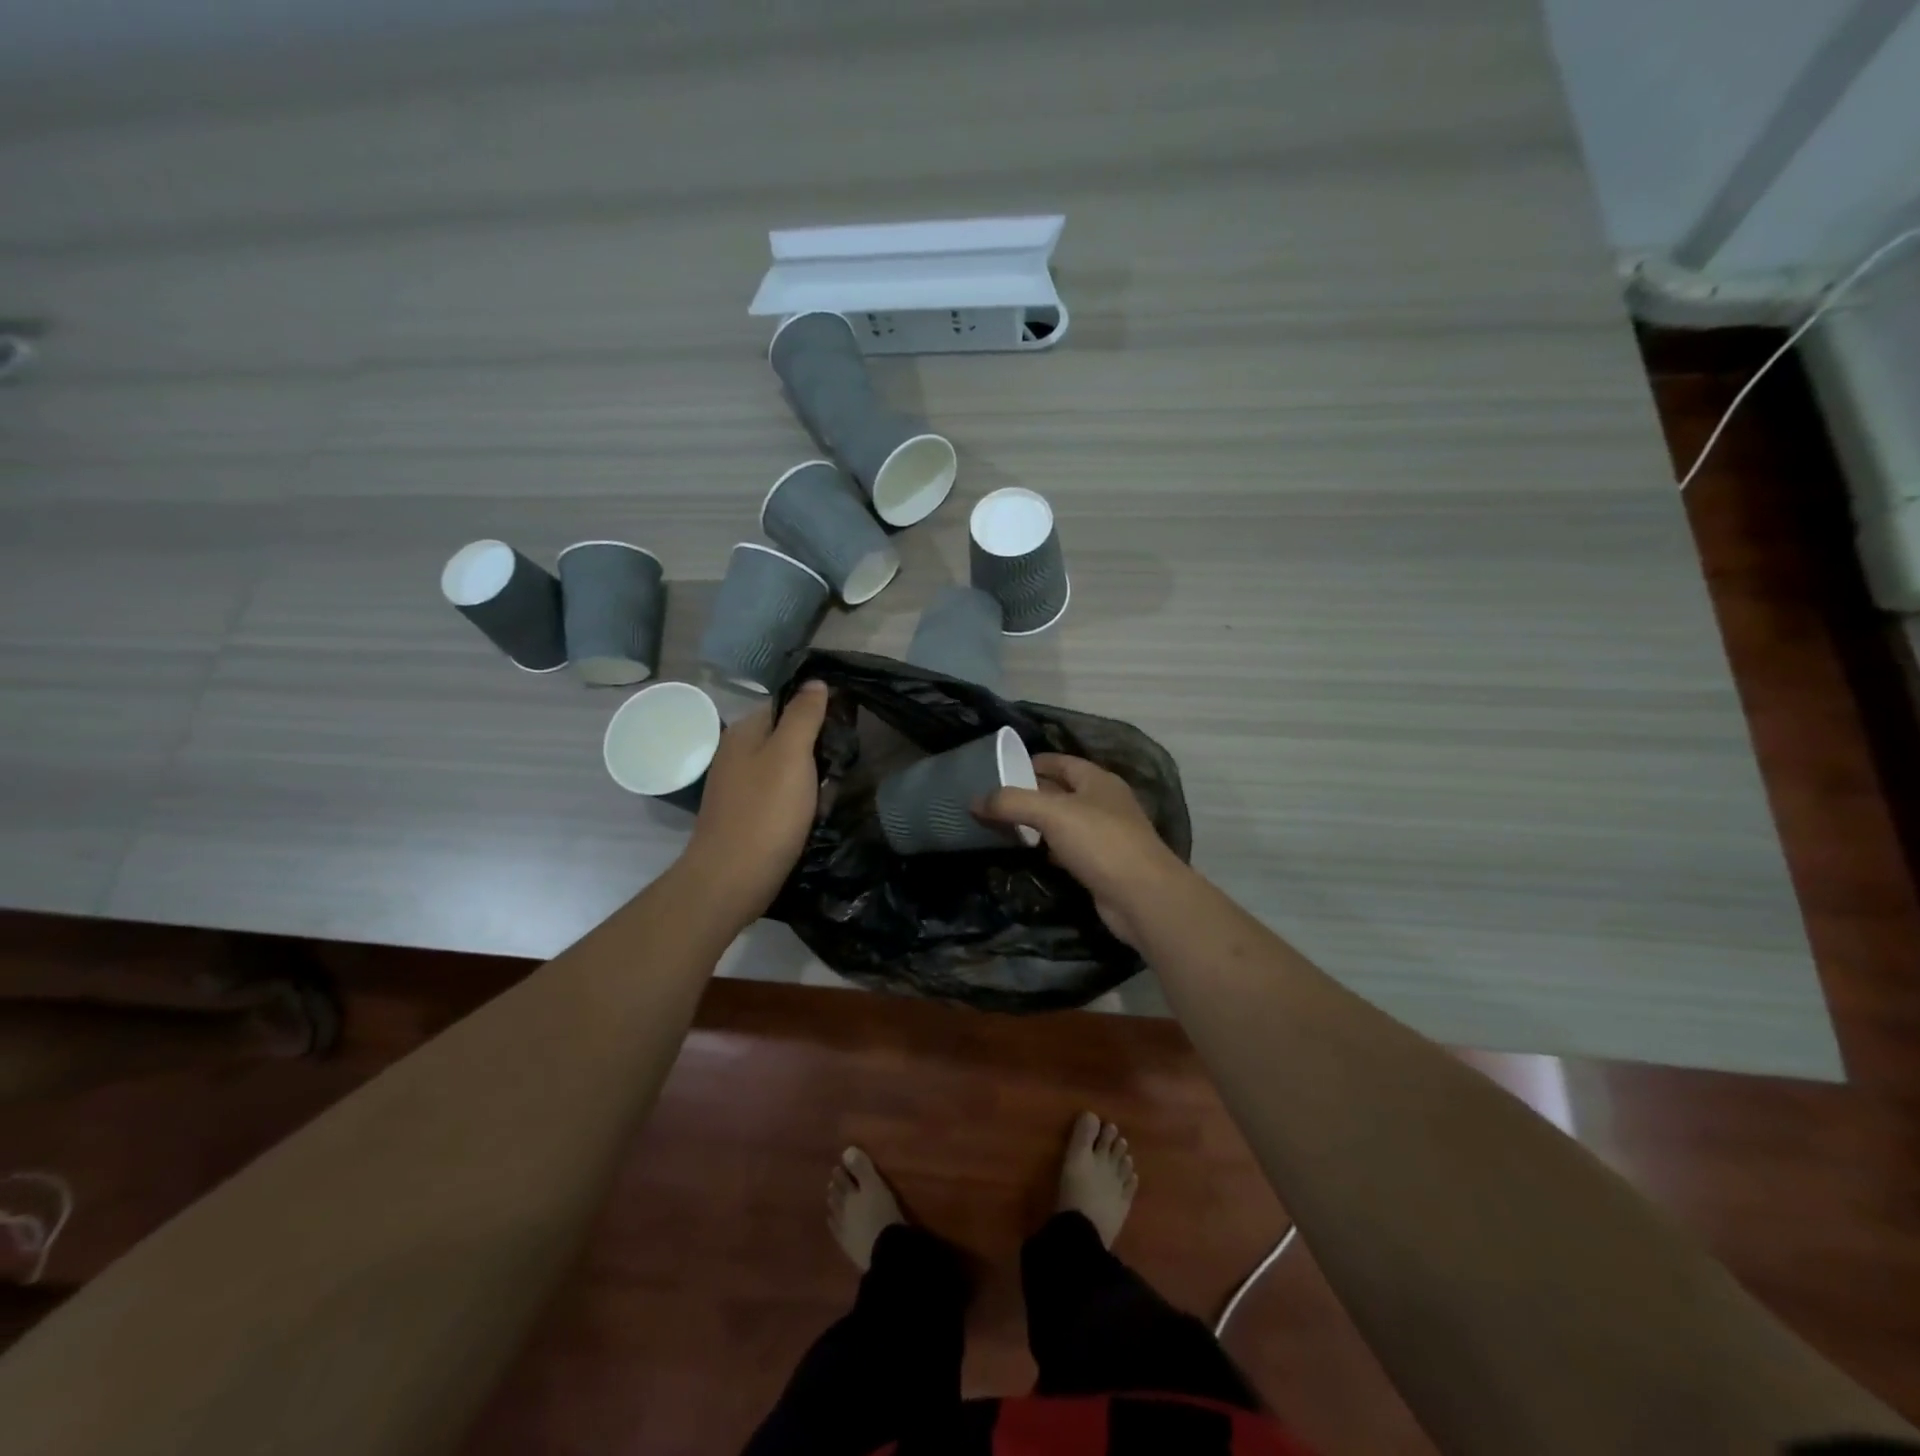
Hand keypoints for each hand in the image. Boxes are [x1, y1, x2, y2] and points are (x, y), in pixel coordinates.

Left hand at [680, 680, 829, 926]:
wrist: (732, 880)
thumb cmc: (765, 812)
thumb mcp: (791, 754)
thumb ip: (804, 715)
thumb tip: (815, 681)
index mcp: (745, 732)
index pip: (787, 704)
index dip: (818, 712)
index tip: (844, 729)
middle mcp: (739, 754)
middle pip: (790, 738)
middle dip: (818, 752)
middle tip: (837, 770)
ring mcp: (741, 787)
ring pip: (791, 771)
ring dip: (813, 782)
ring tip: (826, 799)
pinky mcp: (749, 815)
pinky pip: (783, 798)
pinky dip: (800, 805)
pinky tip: (811, 820)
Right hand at [978, 754, 1190, 946]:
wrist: (1142, 897)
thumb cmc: (1100, 842)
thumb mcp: (1051, 814)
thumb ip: (1011, 802)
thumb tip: (975, 801)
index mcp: (1097, 780)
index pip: (1059, 761)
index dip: (1030, 762)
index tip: (998, 770)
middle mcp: (1104, 802)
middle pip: (1060, 791)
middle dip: (1029, 795)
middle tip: (993, 802)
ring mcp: (1106, 835)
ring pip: (1064, 822)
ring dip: (1038, 824)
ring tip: (1004, 827)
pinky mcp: (1102, 864)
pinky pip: (1069, 849)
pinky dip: (1049, 850)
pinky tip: (1031, 856)